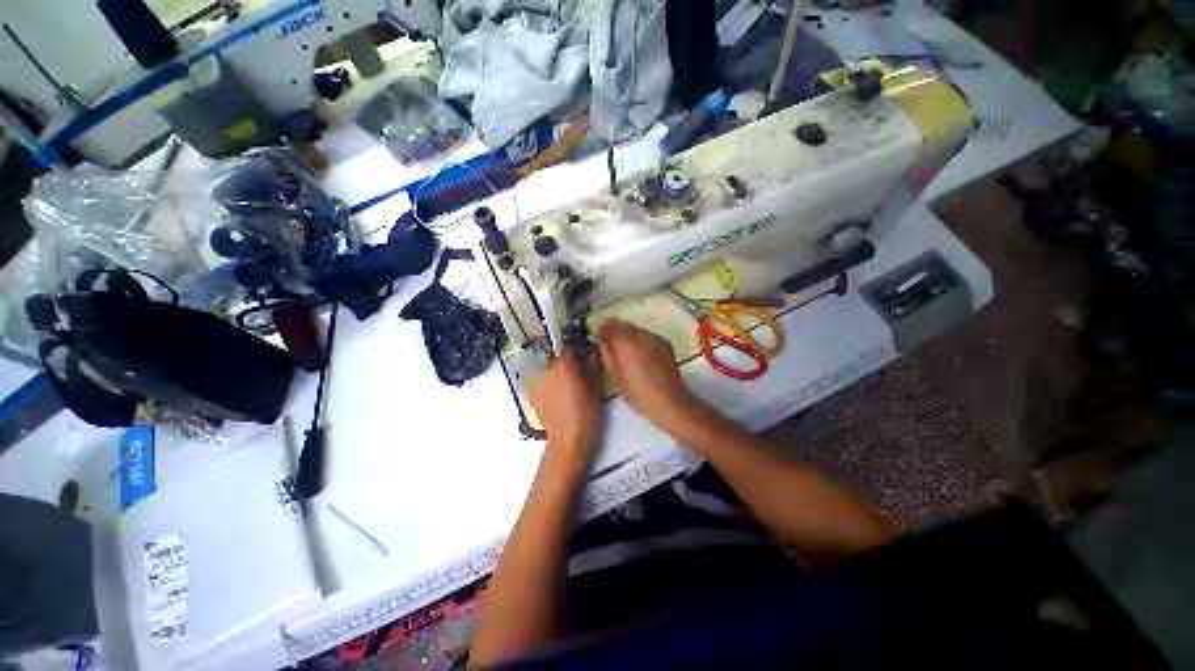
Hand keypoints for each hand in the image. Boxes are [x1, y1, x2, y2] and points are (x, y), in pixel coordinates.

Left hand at [528, 352, 603, 468]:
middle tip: (578, 374)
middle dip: (567, 362)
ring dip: (556, 372)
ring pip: (548, 369)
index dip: (579, 350)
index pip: (570, 346)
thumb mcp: (596, 386)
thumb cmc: (586, 412)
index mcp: (563, 363)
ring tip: (567, 386)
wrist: (567, 440)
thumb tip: (590, 352)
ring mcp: (535, 380)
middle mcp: (546, 368)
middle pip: (557, 357)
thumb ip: (592, 365)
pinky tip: (557, 396)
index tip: (585, 356)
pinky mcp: (531, 393)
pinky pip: (541, 381)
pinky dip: (548, 383)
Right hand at [596, 319, 705, 436]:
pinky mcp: (665, 343)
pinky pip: (647, 337)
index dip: (601, 331)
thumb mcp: (614, 375)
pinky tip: (641, 357)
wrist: (669, 401)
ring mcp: (655, 337)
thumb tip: (602, 342)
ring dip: (628, 336)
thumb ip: (605, 354)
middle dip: (615, 332)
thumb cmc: (637, 392)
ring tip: (626, 354)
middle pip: (623, 324)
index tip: (598, 340)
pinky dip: (641, 342)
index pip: (609, 325)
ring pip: (636, 330)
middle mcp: (640, 333)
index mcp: (625, 341)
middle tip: (610, 347)